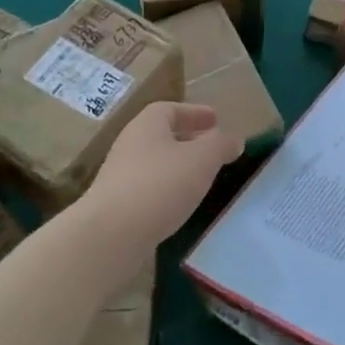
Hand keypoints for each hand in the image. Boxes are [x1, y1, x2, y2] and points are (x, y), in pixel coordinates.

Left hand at [83, 101, 242, 252]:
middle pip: (162, 135)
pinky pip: (148, 189)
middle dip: (189, 140)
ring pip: (156, 164)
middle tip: (213, 150)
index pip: (170, 109)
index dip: (194, 112)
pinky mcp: (116, 206)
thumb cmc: (160, 185)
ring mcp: (119, 176)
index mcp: (147, 125)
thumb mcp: (202, 159)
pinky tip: (181, 205)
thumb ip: (221, 145)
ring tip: (202, 179)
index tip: (215, 120)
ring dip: (178, 167)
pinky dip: (167, 191)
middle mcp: (130, 145)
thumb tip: (234, 140)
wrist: (110, 235)